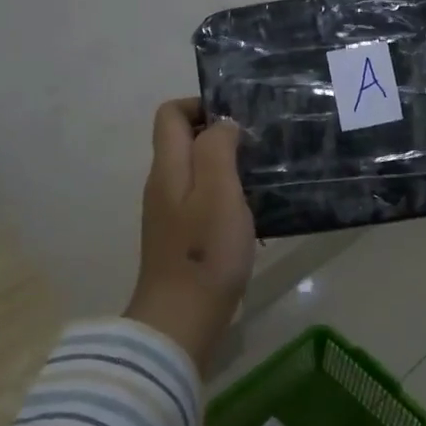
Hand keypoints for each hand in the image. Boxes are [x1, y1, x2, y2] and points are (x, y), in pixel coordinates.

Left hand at [126, 97, 254, 371]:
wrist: (182, 320)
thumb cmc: (205, 251)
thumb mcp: (219, 190)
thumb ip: (218, 148)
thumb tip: (222, 124)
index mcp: (168, 167)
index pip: (170, 114)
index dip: (201, 105)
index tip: (238, 120)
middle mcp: (163, 185)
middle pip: (183, 141)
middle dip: (219, 136)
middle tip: (258, 147)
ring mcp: (170, 214)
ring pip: (197, 172)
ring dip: (227, 168)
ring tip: (262, 177)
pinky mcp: (182, 239)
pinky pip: (203, 201)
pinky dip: (226, 197)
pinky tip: (253, 214)